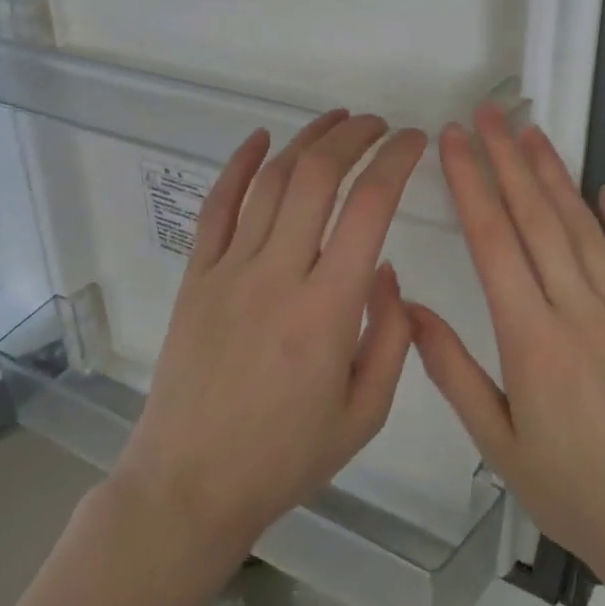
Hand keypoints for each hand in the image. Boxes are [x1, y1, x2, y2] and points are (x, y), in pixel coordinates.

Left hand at [113, 111, 427, 566]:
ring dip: (307, 141)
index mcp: (328, 309)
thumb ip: (390, 337)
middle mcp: (278, 274)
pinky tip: (260, 139)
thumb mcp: (365, 413)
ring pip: (271, 182)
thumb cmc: (286, 457)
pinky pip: (217, 207)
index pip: (369, 207)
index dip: (396, 161)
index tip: (414, 141)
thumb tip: (385, 270)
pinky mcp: (196, 277)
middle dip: (355, 137)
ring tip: (337, 121)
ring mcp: (229, 271)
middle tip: (380, 125)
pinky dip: (239, 165)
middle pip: (318, 177)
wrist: (190, 484)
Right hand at [408, 106, 604, 599]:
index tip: (452, 142)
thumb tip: (408, 308)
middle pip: (538, 220)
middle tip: (488, 114)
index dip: (470, 184)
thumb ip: (452, 370)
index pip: (494, 242)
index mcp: (532, 340)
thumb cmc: (572, 494)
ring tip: (532, 134)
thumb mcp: (497, 443)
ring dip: (556, 177)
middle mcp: (580, 312)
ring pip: (586, 229)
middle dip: (507, 160)